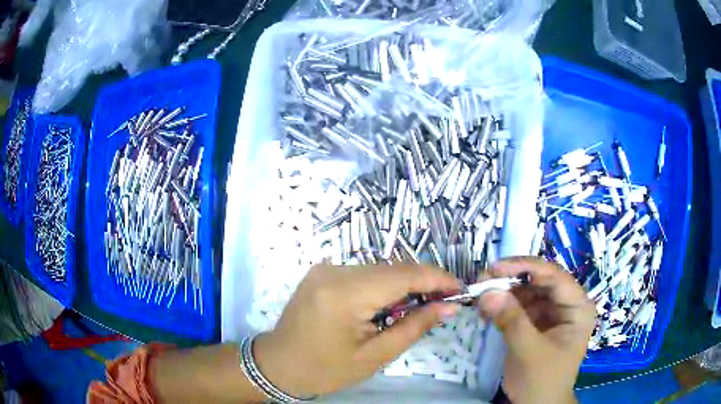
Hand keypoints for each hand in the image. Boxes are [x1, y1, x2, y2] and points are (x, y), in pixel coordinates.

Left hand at [253, 264, 459, 396]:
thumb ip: (414, 327)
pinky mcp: (322, 272)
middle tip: (445, 301)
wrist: (278, 365)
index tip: (460, 288)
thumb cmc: (325, 369)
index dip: (437, 278)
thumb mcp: (375, 356)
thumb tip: (447, 306)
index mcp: (345, 293)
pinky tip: (390, 305)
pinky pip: (363, 274)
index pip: (403, 274)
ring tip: (421, 306)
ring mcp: (324, 268)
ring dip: (403, 285)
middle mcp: (333, 271)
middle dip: (423, 282)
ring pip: (379, 270)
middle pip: (392, 269)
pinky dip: (383, 286)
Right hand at [478, 257, 594, 403]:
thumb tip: (487, 291)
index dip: (526, 267)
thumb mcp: (529, 351)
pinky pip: (520, 306)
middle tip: (482, 281)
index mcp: (578, 307)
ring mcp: (552, 313)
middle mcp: (567, 304)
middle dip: (511, 279)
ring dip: (504, 292)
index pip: (554, 276)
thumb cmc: (542, 381)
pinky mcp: (537, 323)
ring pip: (528, 291)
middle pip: (540, 281)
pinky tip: (487, 310)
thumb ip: (511, 321)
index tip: (495, 267)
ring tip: (480, 296)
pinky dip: (503, 306)